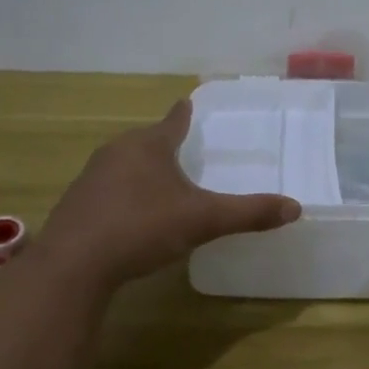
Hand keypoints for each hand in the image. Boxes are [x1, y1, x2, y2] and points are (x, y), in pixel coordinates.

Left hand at [36, 100, 301, 285]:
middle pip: (147, 140)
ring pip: (124, 164)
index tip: (188, 102)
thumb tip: (295, 208)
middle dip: (164, 143)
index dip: (184, 113)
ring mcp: (91, 177)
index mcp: (149, 145)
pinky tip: (131, 215)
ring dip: (142, 169)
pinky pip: (108, 189)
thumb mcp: (203, 220)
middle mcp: (118, 152)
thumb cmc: (142, 227)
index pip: (174, 121)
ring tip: (160, 182)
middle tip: (183, 148)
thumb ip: (248, 213)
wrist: (73, 265)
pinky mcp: (76, 204)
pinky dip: (123, 194)